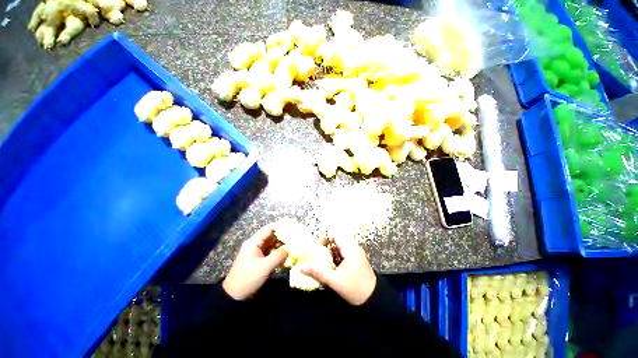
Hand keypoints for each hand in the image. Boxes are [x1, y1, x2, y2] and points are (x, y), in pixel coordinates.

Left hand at [222, 224, 287, 300]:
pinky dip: (279, 251)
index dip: (281, 226)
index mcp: (253, 242)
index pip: (269, 228)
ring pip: (272, 243)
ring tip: (294, 243)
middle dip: (283, 235)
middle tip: (296, 236)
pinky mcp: (259, 259)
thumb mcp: (264, 267)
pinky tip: (288, 253)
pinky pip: (271, 251)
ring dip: (282, 244)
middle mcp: (255, 244)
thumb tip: (291, 247)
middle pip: (271, 235)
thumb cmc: (248, 279)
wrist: (234, 296)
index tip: (292, 227)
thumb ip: (279, 255)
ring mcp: (257, 252)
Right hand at [301, 237, 375, 304]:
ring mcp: (356, 253)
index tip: (317, 246)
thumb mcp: (334, 281)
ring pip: (341, 245)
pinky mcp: (357, 258)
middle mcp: (354, 247)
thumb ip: (318, 272)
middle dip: (327, 244)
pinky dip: (337, 255)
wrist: (374, 300)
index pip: (336, 235)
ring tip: (324, 259)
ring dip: (331, 250)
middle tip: (319, 253)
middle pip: (338, 239)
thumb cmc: (355, 289)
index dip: (325, 237)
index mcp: (350, 249)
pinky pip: (344, 251)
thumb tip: (301, 267)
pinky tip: (332, 265)